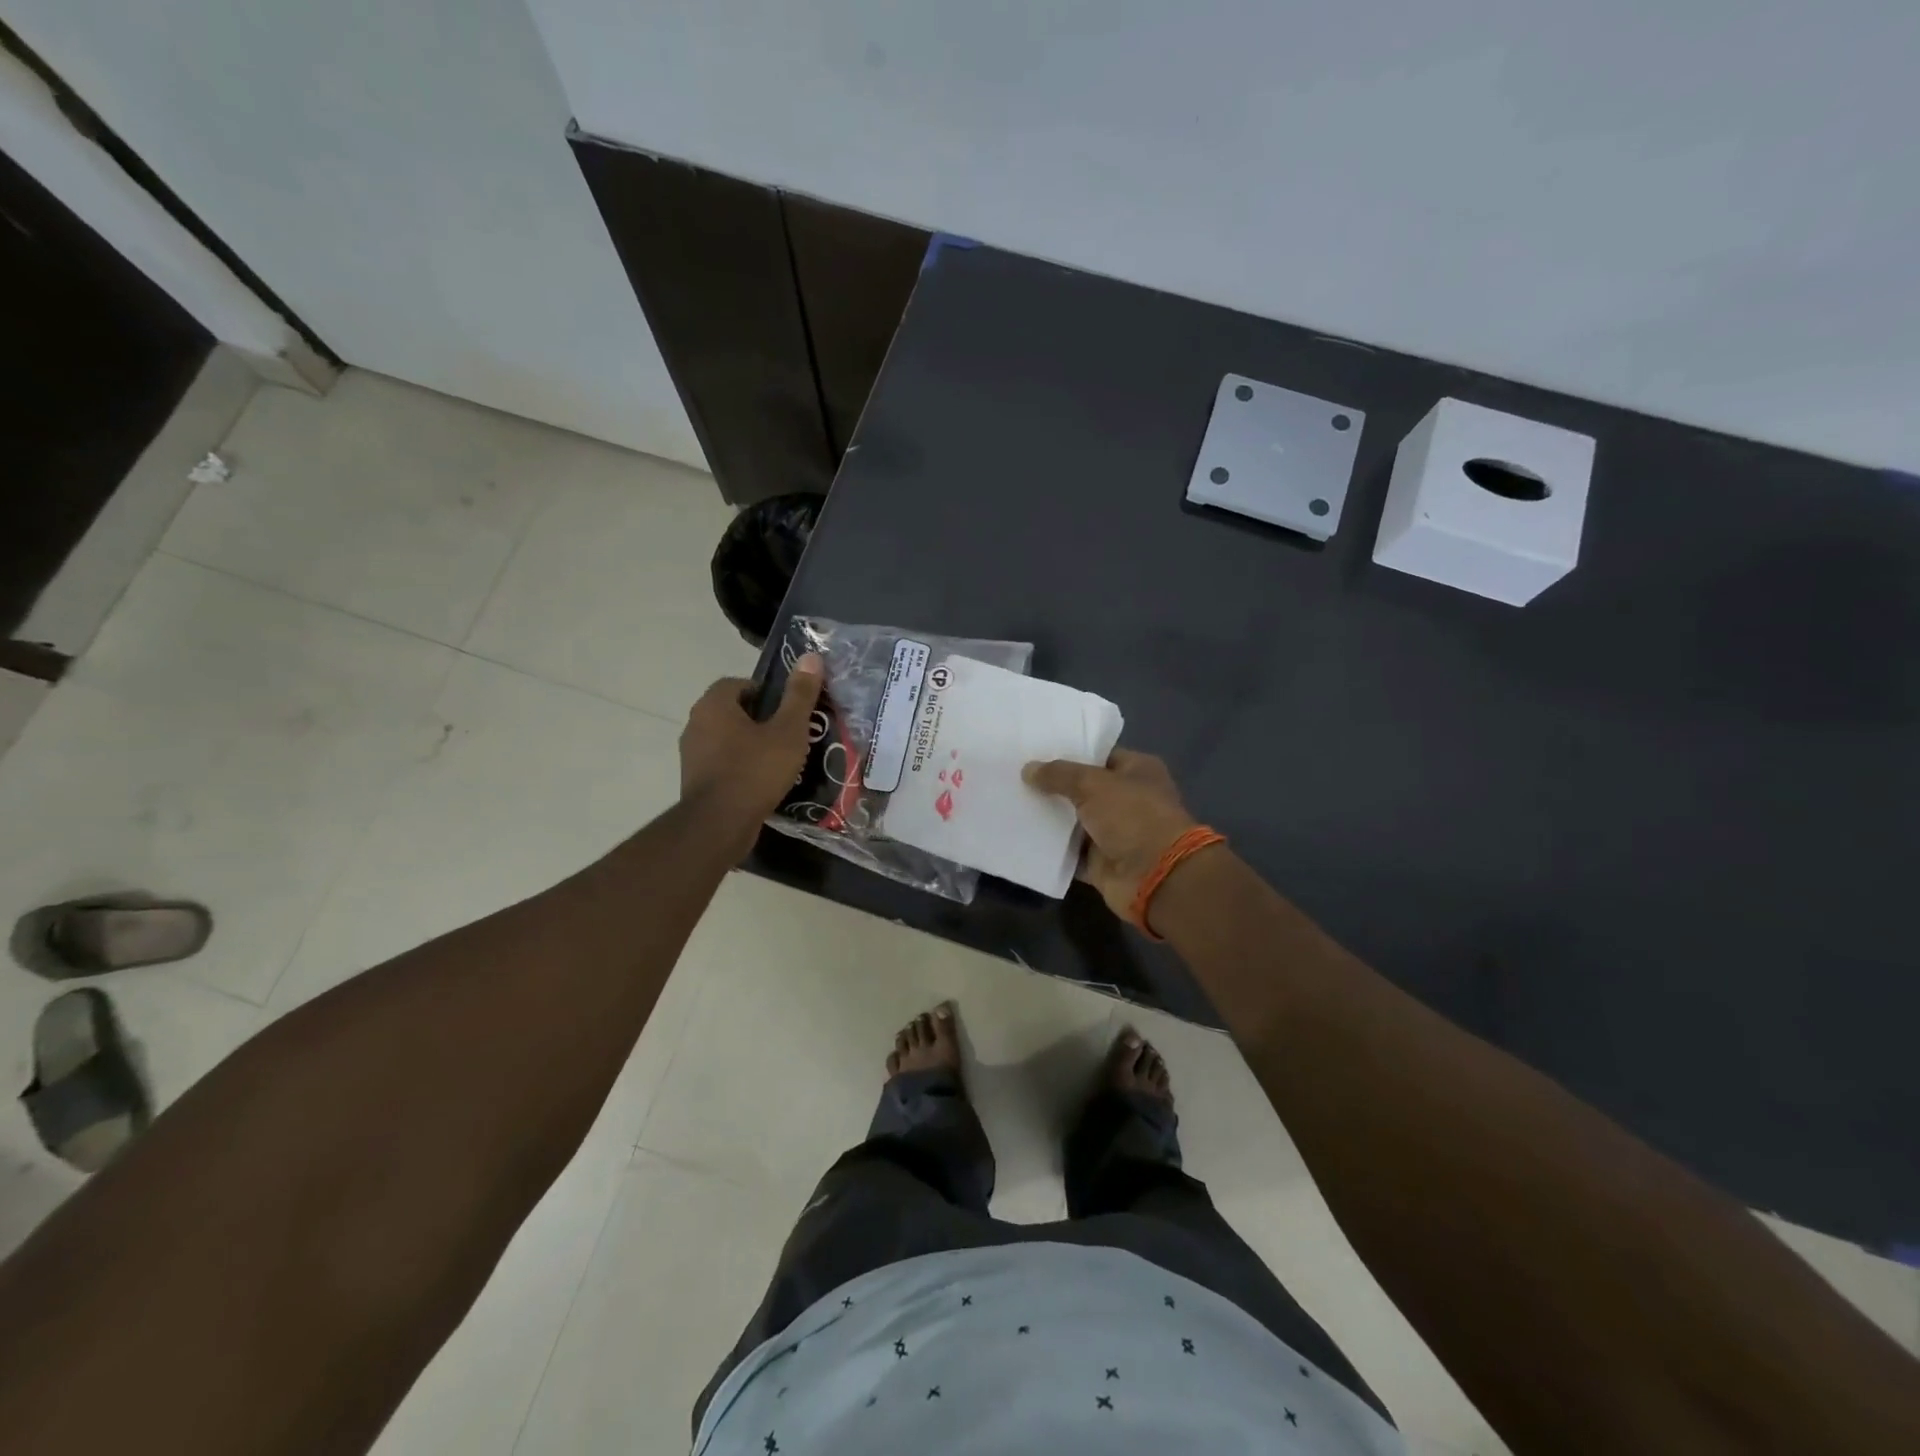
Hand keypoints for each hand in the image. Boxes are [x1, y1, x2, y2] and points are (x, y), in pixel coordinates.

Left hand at [680, 654, 823, 853]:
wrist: (720, 824)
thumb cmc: (755, 770)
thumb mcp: (788, 731)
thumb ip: (799, 695)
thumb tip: (811, 656)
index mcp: (714, 705)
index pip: (737, 683)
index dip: (764, 692)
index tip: (786, 709)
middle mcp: (695, 724)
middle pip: (731, 711)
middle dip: (759, 719)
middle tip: (788, 733)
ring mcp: (691, 755)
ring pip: (726, 739)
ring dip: (749, 744)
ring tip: (779, 759)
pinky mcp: (694, 781)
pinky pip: (721, 764)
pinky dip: (740, 767)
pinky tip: (762, 782)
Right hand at [1022, 749, 1200, 918]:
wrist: (1155, 876)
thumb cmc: (1132, 816)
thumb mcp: (1092, 784)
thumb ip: (1059, 775)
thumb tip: (1028, 769)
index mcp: (1137, 771)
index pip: (1099, 756)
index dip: (1070, 753)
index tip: (1036, 752)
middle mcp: (1128, 799)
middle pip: (1083, 789)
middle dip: (1054, 786)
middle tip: (1016, 776)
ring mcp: (1115, 833)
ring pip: (1074, 822)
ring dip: (1049, 818)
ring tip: (1012, 803)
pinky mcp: (1101, 862)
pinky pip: (1070, 852)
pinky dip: (1051, 849)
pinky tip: (1022, 836)